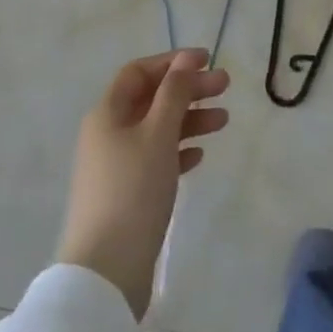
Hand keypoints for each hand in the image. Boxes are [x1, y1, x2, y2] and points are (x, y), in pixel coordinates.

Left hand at [56, 49, 230, 319]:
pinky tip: (200, 154)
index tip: (207, 60)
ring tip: (223, 120)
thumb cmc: (133, 190)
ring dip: (189, 119)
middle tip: (225, 86)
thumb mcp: (158, 134)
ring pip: (157, 129)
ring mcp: (116, 165)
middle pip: (151, 99)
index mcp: (107, 113)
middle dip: (188, 89)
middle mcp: (108, 133)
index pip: (139, 72)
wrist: (106, 272)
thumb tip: (185, 59)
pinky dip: (178, 150)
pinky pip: (155, 159)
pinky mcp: (126, 194)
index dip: (172, 62)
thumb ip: (174, 93)